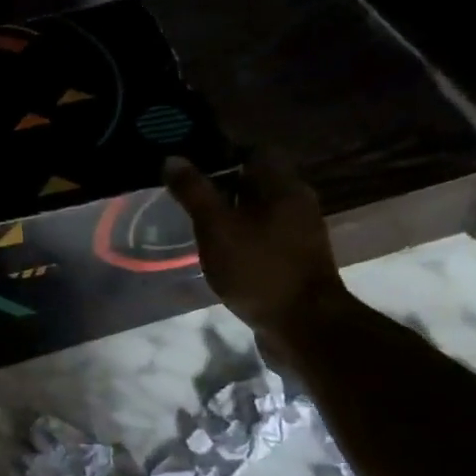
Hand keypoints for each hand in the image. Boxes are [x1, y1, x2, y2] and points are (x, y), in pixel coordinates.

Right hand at [164, 149, 353, 355]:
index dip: (223, 152)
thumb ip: (194, 192)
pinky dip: (241, 236)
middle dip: (223, 184)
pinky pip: (264, 234)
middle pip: (257, 180)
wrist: (303, 325)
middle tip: (188, 195)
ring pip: (259, 209)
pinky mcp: (295, 258)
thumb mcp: (216, 228)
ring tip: (197, 224)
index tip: (192, 164)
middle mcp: (297, 202)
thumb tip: (172, 158)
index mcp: (283, 186)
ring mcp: (299, 232)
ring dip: (231, 212)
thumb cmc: (259, 269)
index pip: (254, 150)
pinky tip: (219, 251)